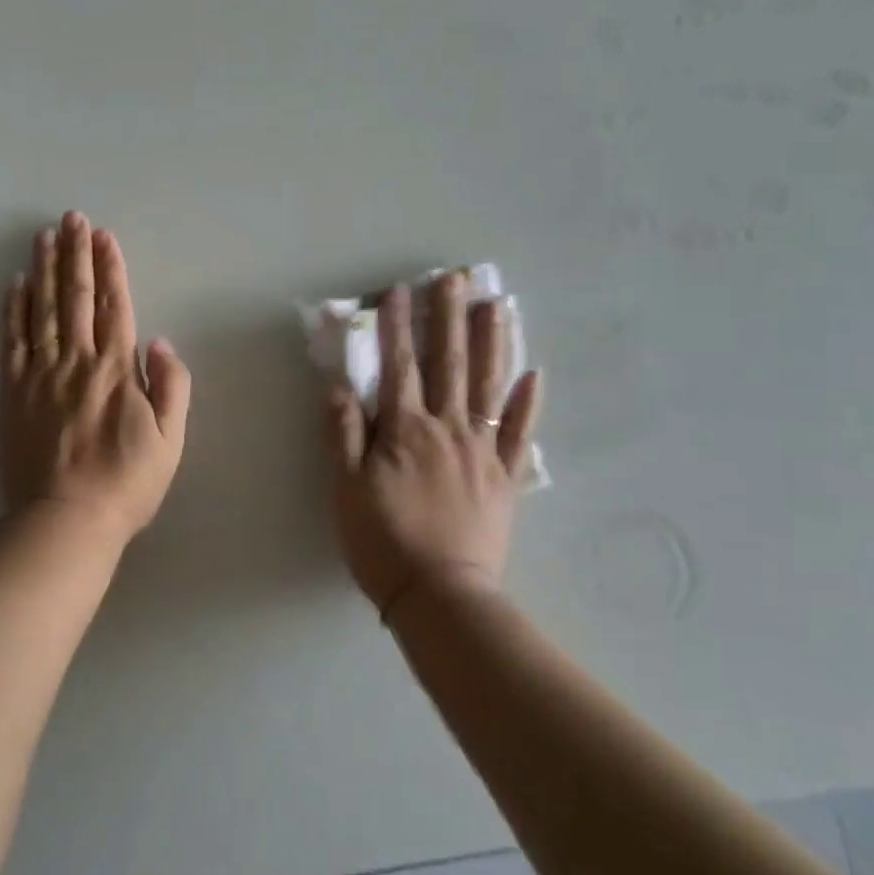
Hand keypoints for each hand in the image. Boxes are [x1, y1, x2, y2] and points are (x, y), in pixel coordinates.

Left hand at [0, 212, 190, 545]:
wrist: (67, 519)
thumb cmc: (127, 482)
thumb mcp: (170, 440)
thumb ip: (171, 387)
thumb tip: (161, 342)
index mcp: (117, 370)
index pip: (114, 306)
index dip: (110, 268)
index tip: (104, 236)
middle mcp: (77, 362)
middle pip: (76, 298)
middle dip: (75, 254)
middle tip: (71, 218)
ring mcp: (41, 375)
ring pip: (42, 310)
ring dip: (45, 270)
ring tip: (44, 236)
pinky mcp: (14, 392)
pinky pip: (12, 342)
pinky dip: (13, 310)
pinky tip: (15, 284)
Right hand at [323, 272, 543, 618]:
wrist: (440, 596)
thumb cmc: (383, 542)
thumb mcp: (346, 490)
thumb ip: (344, 434)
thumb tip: (339, 385)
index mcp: (404, 431)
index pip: (397, 366)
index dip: (394, 326)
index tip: (396, 290)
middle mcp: (447, 429)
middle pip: (448, 364)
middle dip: (447, 318)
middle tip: (454, 278)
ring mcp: (482, 450)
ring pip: (489, 386)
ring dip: (492, 343)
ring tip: (497, 306)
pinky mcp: (505, 477)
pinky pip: (519, 433)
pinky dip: (527, 403)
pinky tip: (534, 374)